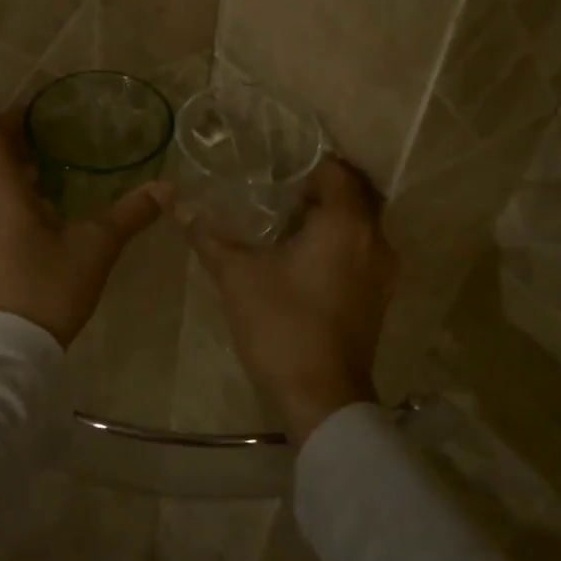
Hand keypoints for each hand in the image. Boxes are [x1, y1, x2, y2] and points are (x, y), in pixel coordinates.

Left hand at [0, 116, 164, 347]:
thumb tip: (167, 188)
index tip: (36, 116)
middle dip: (17, 151)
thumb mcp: (96, 248)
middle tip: (53, 149)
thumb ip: (129, 214)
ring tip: (50, 187)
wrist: (9, 352)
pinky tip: (35, 226)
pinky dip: (4, 207)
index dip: (8, 117)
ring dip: (12, 181)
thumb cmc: (50, 288)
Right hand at [182, 157, 398, 443]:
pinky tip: (300, 258)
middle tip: (277, 188)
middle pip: (354, 195)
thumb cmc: (283, 325)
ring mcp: (383, 272)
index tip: (275, 165)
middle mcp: (376, 240)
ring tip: (284, 221)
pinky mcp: (378, 297)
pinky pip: (361, 252)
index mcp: (347, 224)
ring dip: (328, 218)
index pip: (336, 170)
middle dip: (318, 188)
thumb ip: (209, 235)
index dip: (307, 162)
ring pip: (359, 226)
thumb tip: (177, 204)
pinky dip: (337, 244)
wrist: (322, 398)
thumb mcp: (238, 276)